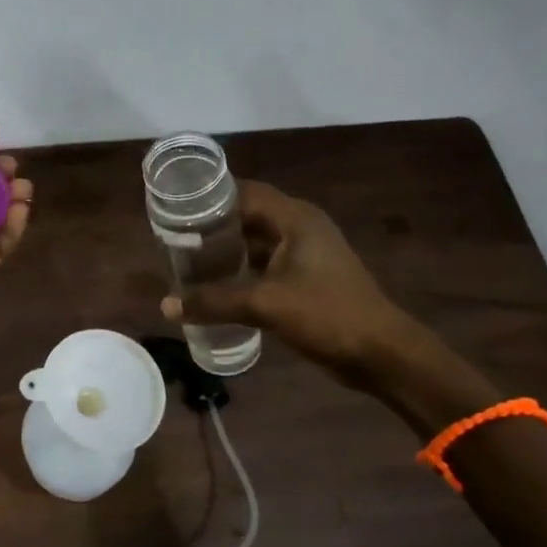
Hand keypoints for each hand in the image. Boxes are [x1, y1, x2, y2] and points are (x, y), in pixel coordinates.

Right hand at [160, 180, 420, 384]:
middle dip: (211, 225)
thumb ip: (214, 301)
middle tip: (173, 237)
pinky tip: (214, 286)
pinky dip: (238, 270)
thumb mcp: (265, 304)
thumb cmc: (327, 315)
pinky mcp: (304, 279)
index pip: (244, 192)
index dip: (209, 197)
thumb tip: (166, 305)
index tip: (175, 208)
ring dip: (224, 250)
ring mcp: (304, 254)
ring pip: (254, 242)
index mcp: (296, 219)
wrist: (380, 354)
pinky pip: (262, 264)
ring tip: (186, 260)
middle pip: (246, 215)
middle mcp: (300, 228)